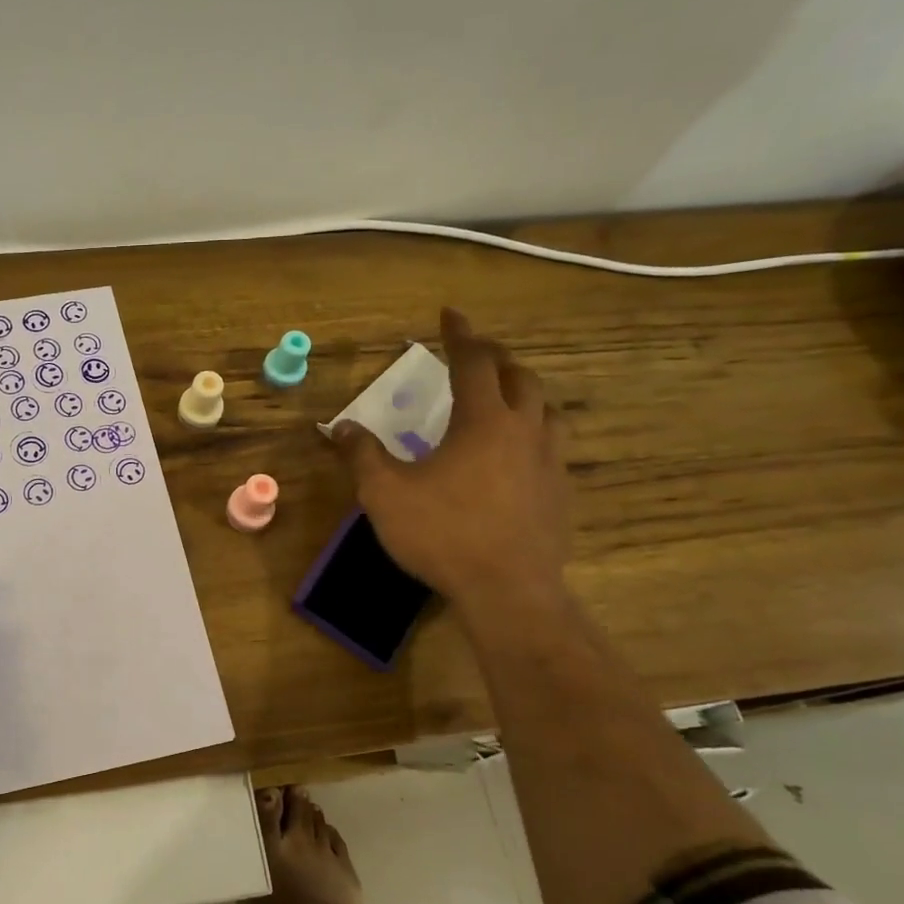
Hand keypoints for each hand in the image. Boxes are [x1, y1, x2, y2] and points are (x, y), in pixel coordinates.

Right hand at [332, 309, 568, 617]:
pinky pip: (553, 445)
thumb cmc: (443, 533)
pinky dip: (535, 431)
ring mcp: (550, 461)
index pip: (474, 362)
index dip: (460, 334)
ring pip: (546, 409)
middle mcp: (524, 429)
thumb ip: (363, 455)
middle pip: (519, 377)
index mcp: (483, 421)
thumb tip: (342, 427)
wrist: (508, 590)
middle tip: (474, 352)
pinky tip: (519, 453)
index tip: (449, 313)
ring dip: (523, 392)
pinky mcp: (561, 492)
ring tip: (505, 396)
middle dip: (495, 357)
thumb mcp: (385, 494)